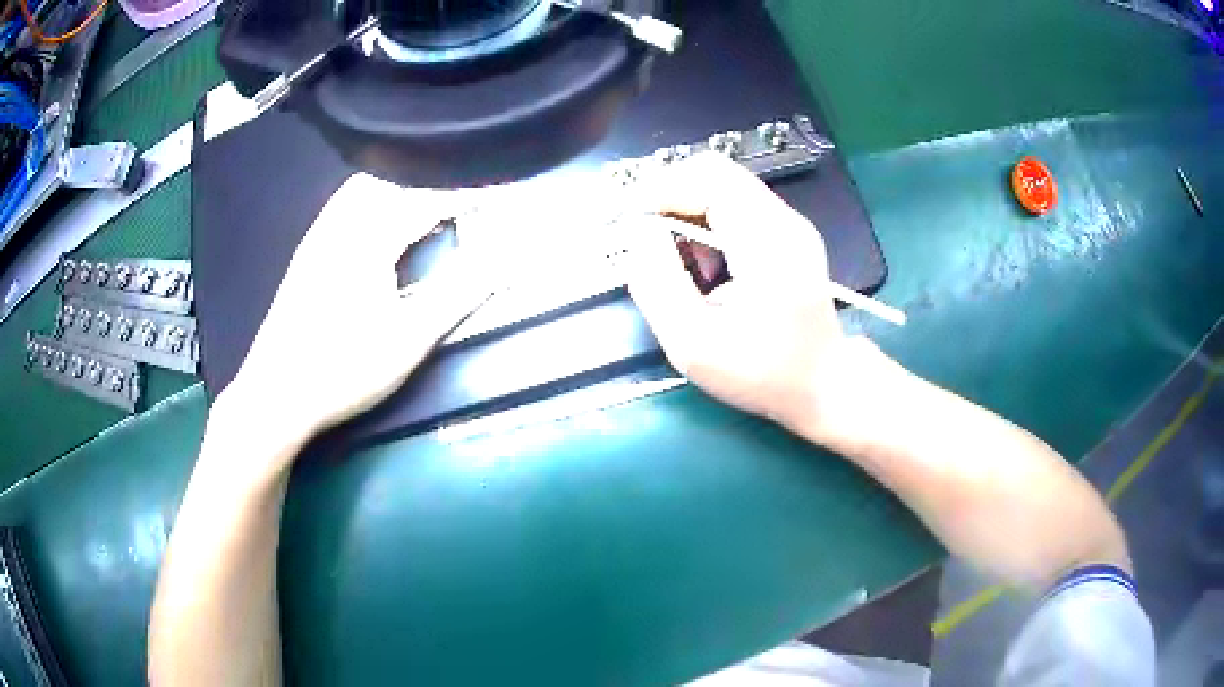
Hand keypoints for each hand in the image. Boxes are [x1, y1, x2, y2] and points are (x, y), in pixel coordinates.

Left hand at [219, 174, 493, 461]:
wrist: (275, 394)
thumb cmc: (344, 368)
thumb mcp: (410, 337)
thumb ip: (460, 292)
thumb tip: (507, 260)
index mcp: (369, 234)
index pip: (431, 199)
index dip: (472, 193)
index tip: (506, 192)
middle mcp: (342, 220)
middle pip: (397, 178)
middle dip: (438, 181)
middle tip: (471, 195)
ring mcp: (320, 233)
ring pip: (369, 187)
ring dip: (406, 185)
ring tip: (434, 202)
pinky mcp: (309, 249)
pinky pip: (349, 202)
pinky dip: (379, 197)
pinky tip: (385, 219)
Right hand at [623, 154, 865, 435]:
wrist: (823, 385)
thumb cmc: (762, 373)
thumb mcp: (694, 343)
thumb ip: (656, 282)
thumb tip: (637, 230)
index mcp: (768, 242)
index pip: (708, 178)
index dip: (660, 189)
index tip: (630, 221)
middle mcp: (784, 220)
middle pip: (715, 172)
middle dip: (669, 195)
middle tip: (644, 236)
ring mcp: (791, 223)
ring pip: (724, 185)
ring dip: (688, 209)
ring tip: (678, 258)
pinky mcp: (789, 232)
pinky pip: (737, 204)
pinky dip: (708, 220)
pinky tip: (705, 262)